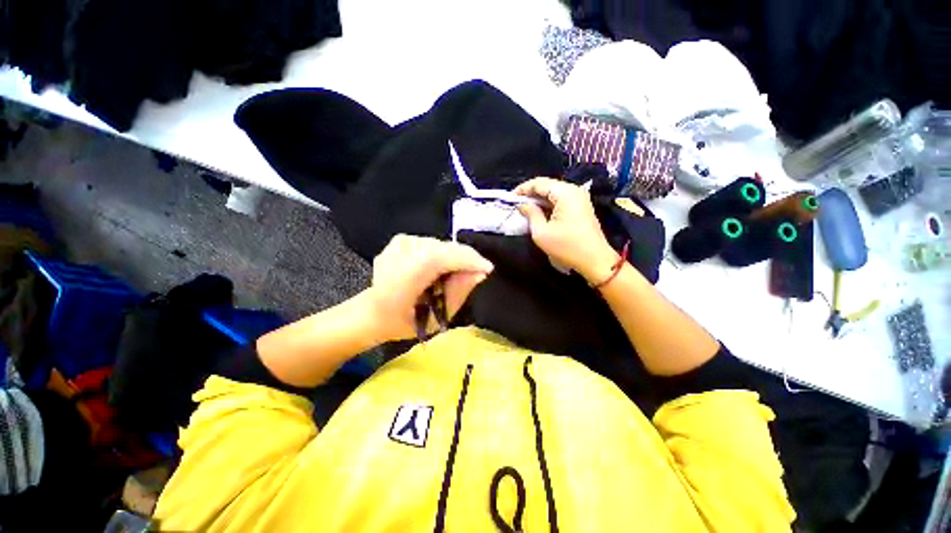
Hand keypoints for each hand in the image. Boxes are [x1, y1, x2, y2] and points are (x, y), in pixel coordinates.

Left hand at [368, 235, 493, 341]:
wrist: (373, 311)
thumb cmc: (405, 321)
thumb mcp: (437, 317)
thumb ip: (459, 292)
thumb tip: (480, 273)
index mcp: (404, 275)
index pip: (442, 257)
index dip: (469, 260)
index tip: (488, 269)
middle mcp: (400, 252)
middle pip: (444, 248)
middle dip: (465, 260)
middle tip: (474, 275)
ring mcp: (400, 242)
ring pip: (440, 245)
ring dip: (452, 258)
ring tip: (450, 276)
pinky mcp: (401, 239)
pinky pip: (432, 244)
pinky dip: (441, 255)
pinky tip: (436, 270)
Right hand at [515, 177, 617, 282]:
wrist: (595, 260)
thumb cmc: (566, 247)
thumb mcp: (541, 232)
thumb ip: (530, 214)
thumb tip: (522, 204)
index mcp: (565, 193)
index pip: (539, 183)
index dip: (522, 189)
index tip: (510, 199)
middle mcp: (574, 190)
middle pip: (547, 185)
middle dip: (530, 194)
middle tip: (516, 204)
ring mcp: (579, 198)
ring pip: (553, 192)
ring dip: (538, 199)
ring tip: (524, 209)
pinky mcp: (581, 207)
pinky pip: (560, 200)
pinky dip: (548, 204)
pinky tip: (539, 213)